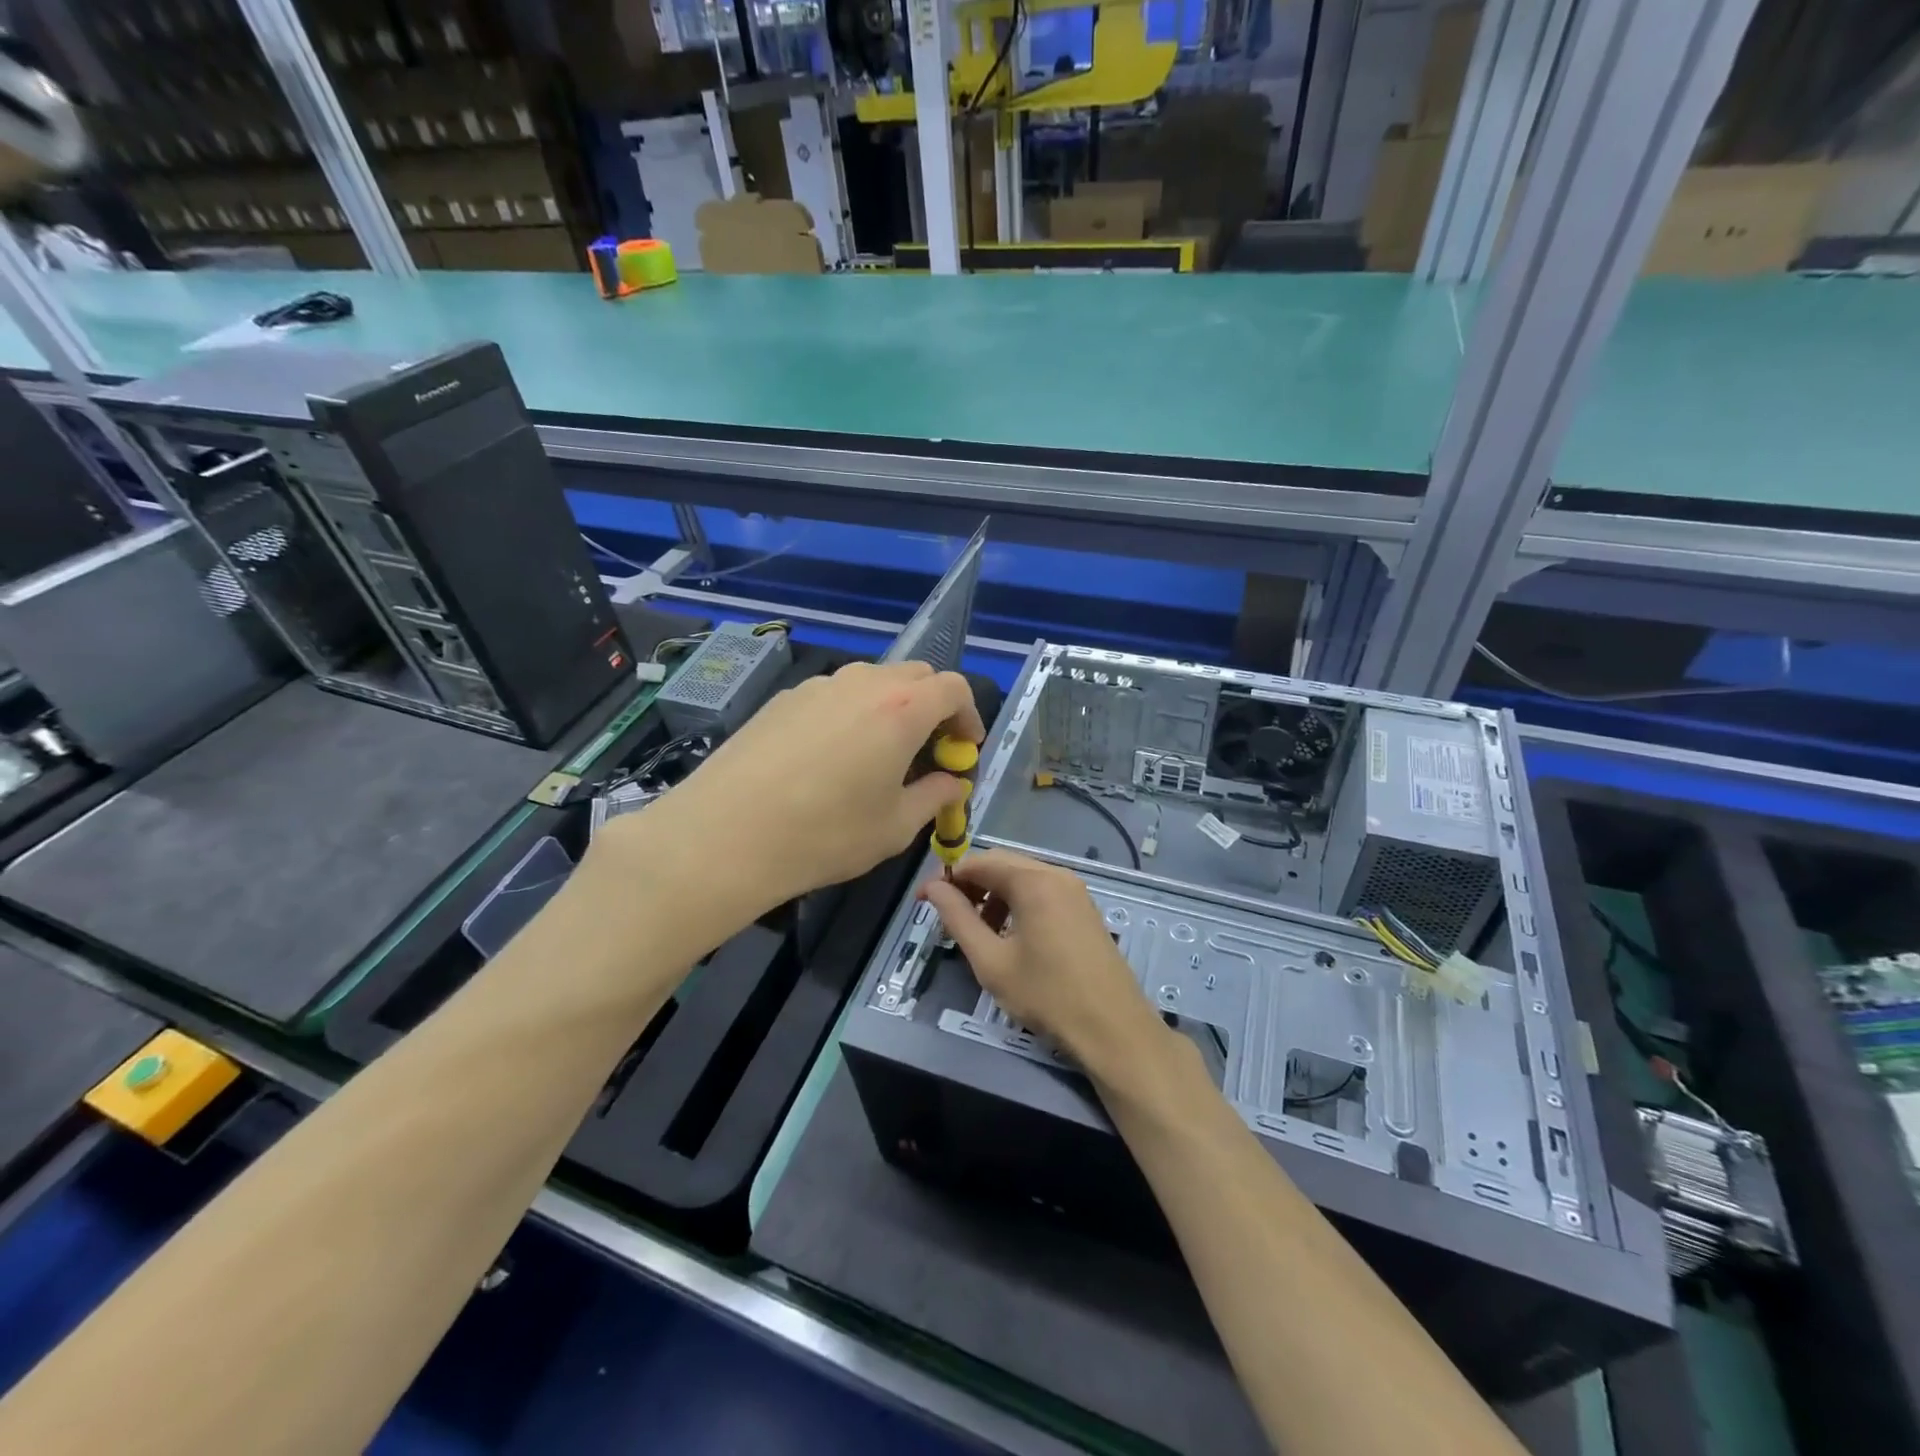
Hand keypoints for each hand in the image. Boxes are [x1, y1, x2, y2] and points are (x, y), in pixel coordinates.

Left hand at [609, 660, 984, 915]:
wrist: (725, 835)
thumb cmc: (825, 835)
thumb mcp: (895, 827)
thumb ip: (935, 797)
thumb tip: (953, 782)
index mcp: (902, 709)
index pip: (954, 688)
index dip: (969, 717)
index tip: (964, 750)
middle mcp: (863, 683)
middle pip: (916, 676)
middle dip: (933, 708)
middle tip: (928, 752)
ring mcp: (818, 686)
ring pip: (872, 683)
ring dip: (891, 709)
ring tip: (879, 756)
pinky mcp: (783, 699)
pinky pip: (834, 695)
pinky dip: (851, 714)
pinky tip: (830, 758)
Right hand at [921, 849, 1160, 1071]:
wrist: (1113, 1029)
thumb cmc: (1047, 995)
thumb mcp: (991, 961)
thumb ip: (958, 919)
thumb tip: (933, 889)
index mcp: (1033, 881)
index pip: (978, 862)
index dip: (947, 878)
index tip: (924, 902)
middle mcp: (1057, 874)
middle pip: (1002, 864)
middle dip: (970, 885)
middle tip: (948, 917)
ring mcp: (1075, 891)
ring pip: (1022, 878)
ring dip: (993, 896)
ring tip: (979, 934)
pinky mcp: (1084, 909)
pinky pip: (1042, 892)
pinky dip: (1018, 904)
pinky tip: (1011, 938)